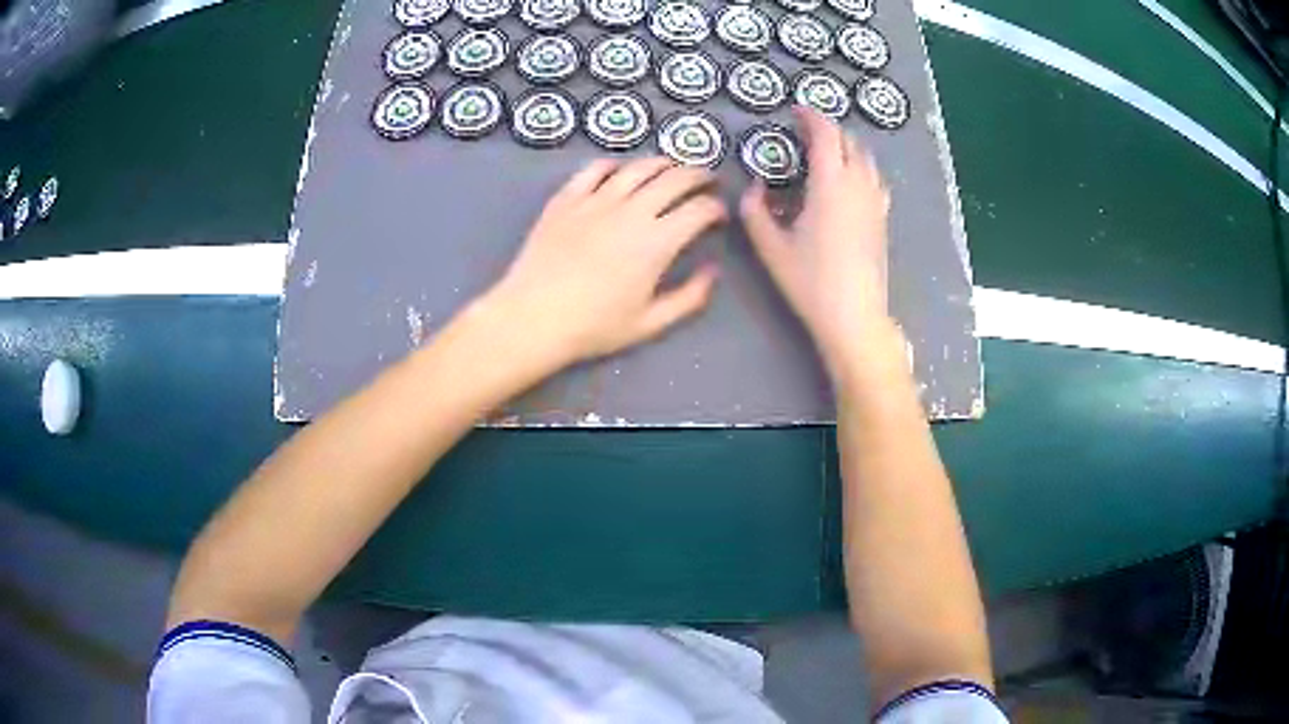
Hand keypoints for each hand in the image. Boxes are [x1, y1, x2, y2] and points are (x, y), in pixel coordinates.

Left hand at [484, 157, 724, 368]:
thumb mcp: (650, 324)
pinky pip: (595, 169)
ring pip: (638, 167)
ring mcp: (596, 199)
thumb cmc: (593, 326)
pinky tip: (621, 170)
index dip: (716, 208)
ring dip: (663, 163)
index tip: (719, 214)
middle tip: (707, 179)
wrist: (533, 317)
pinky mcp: (567, 198)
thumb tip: (712, 271)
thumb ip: (690, 297)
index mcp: (657, 241)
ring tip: (672, 166)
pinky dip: (615, 164)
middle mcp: (631, 210)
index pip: (699, 210)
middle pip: (675, 178)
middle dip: (698, 175)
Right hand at [740, 107, 894, 377]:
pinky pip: (875, 180)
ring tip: (827, 153)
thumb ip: (755, 211)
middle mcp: (858, 185)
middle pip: (849, 143)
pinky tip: (850, 182)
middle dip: (829, 130)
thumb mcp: (771, 247)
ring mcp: (876, 203)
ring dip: (847, 148)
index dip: (811, 117)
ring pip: (866, 160)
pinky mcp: (883, 220)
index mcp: (830, 184)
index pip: (826, 135)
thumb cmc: (811, 282)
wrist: (855, 317)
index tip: (796, 111)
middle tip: (806, 131)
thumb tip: (754, 187)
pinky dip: (861, 168)